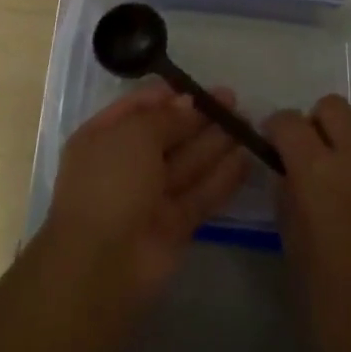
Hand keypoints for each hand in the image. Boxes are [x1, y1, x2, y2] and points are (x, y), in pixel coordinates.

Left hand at [41, 82, 250, 304]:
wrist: (102, 265)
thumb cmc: (111, 182)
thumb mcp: (135, 133)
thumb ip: (166, 116)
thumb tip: (189, 103)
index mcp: (103, 137)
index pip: (139, 107)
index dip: (170, 95)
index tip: (202, 86)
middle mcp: (126, 164)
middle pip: (168, 134)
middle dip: (199, 117)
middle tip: (233, 101)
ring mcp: (149, 197)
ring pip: (187, 163)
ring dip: (216, 143)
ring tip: (248, 123)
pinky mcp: (173, 226)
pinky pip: (200, 194)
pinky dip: (222, 178)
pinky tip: (247, 159)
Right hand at [267, 95, 350, 351]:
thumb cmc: (343, 319)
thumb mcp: (296, 264)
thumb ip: (289, 207)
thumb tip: (288, 176)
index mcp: (320, 176)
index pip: (290, 122)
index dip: (276, 128)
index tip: (272, 145)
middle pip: (332, 106)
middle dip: (315, 123)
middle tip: (312, 157)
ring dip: (350, 133)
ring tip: (347, 170)